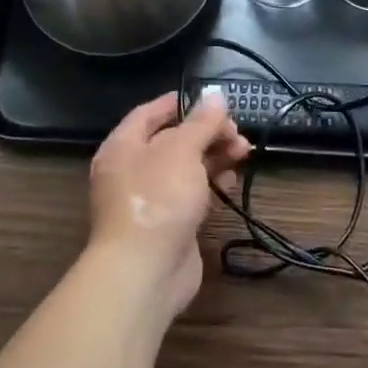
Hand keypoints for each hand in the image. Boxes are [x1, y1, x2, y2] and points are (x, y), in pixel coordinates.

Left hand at [89, 91, 250, 320]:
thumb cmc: (158, 198)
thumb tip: (215, 95)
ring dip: (216, 157)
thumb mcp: (182, 150)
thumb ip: (202, 122)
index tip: (212, 100)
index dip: (180, 103)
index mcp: (123, 147)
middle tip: (237, 132)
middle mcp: (133, 170)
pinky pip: (193, 194)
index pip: (149, 114)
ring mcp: (151, 200)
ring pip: (187, 168)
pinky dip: (212, 185)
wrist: (145, 272)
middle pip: (174, 141)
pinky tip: (232, 182)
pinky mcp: (169, 225)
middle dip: (208, 133)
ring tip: (244, 153)